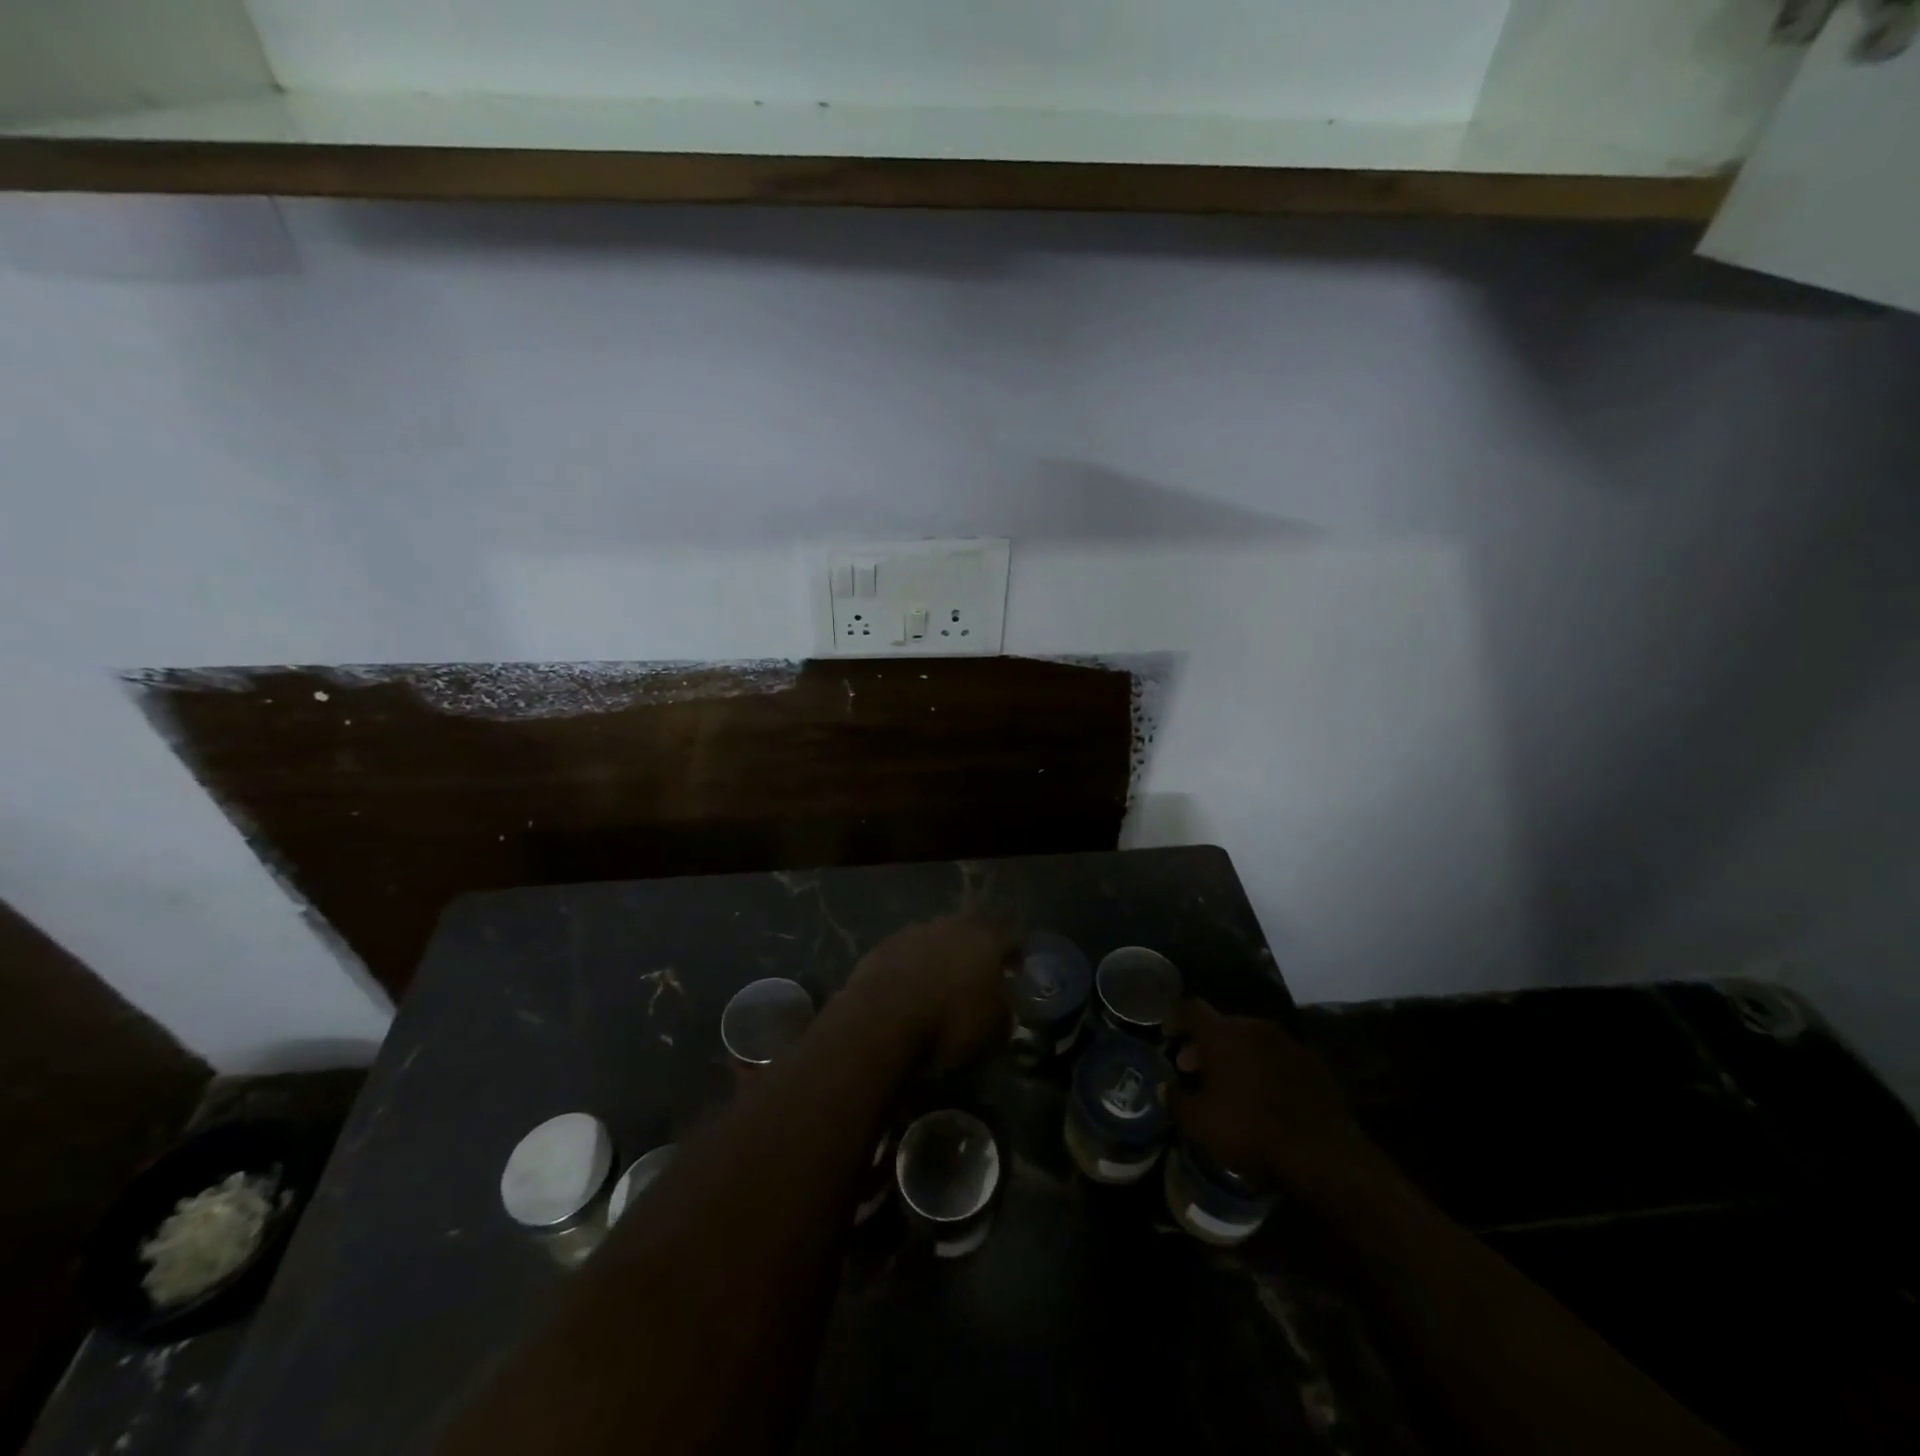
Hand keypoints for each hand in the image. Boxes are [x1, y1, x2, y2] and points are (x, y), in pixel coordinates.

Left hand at [843, 917, 1014, 1071]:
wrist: (882, 1018)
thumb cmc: (948, 1021)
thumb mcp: (991, 1028)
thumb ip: (1004, 1011)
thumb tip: (1004, 1006)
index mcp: (986, 939)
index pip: (1011, 937)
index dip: (1014, 954)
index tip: (1013, 972)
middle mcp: (952, 925)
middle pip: (971, 931)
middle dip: (974, 950)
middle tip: (975, 974)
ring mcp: (915, 930)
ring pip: (937, 937)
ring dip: (941, 954)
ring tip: (938, 982)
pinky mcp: (884, 943)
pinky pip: (907, 951)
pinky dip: (911, 964)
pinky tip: (908, 986)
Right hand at [1166, 999, 1382, 1191]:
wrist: (1322, 1152)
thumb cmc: (1249, 1130)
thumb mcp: (1198, 1122)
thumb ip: (1175, 1099)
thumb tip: (1166, 1087)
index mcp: (1222, 1034)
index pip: (1190, 1008)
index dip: (1175, 1018)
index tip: (1169, 1037)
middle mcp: (1254, 1027)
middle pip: (1222, 1025)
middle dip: (1205, 1044)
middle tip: (1196, 1070)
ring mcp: (1287, 1043)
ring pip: (1251, 1040)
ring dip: (1236, 1055)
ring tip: (1230, 1085)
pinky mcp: (1313, 1063)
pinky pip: (1276, 1057)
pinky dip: (1263, 1068)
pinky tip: (1263, 1096)